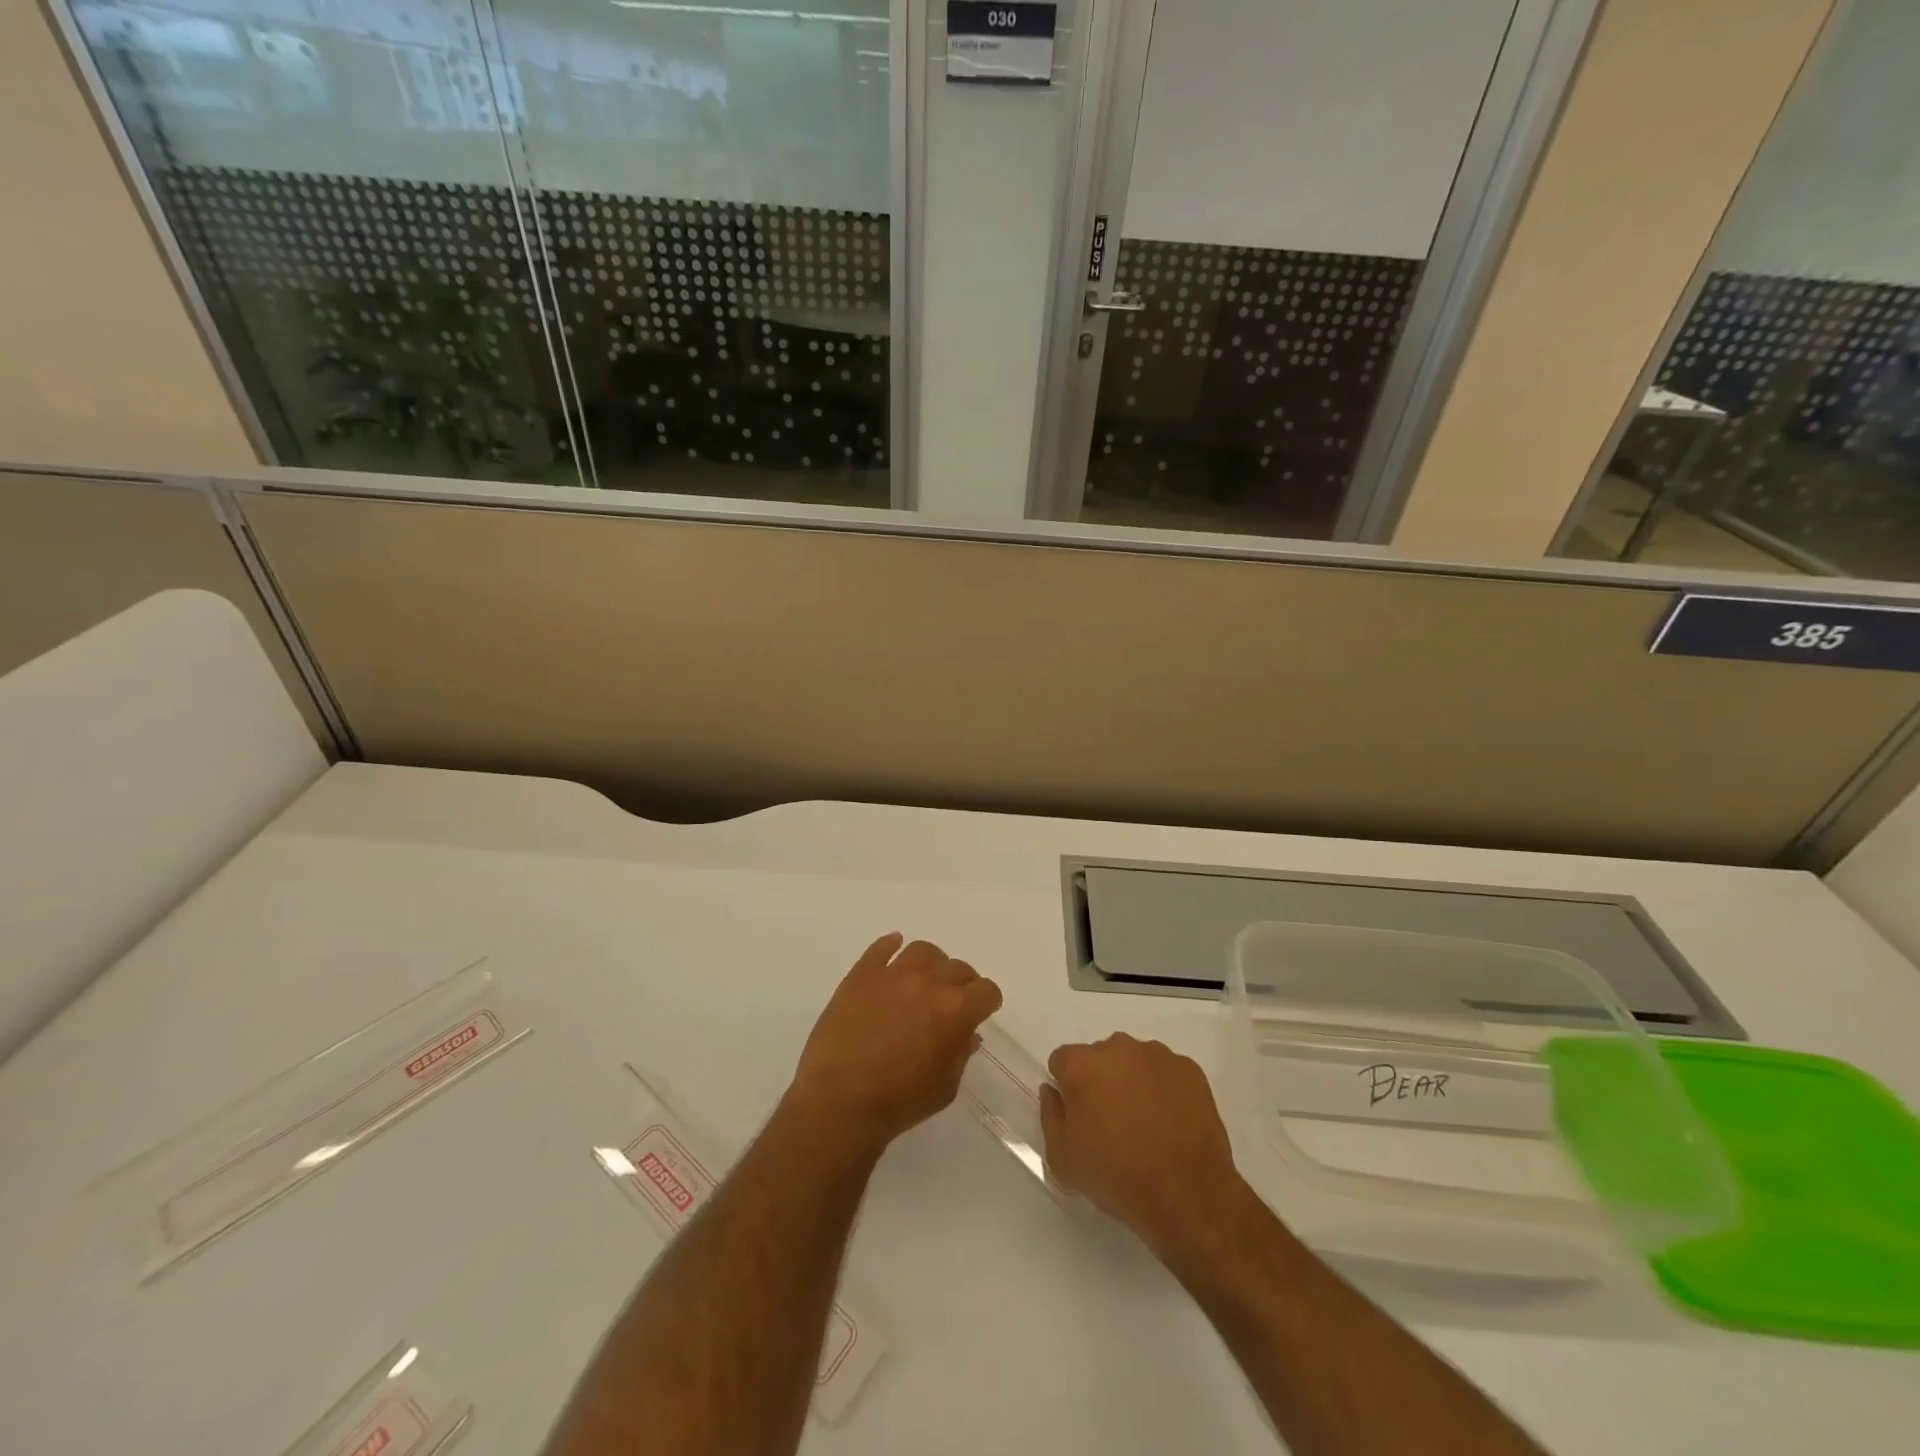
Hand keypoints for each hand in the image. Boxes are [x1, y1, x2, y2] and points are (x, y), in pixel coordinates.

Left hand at [789, 934, 1002, 1155]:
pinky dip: (890, 946)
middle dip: (962, 984)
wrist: (839, 1101)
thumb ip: (960, 1054)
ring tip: (924, 980)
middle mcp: (928, 982)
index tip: (980, 1012)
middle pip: (958, 968)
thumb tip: (967, 1034)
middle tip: (951, 1003)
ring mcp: (892, 974)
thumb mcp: (944, 1088)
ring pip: (923, 950)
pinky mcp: (861, 974)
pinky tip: (893, 951)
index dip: (987, 1002)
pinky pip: (881, 948)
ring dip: (931, 964)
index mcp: (955, 1010)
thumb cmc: (898, 1102)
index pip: (986, 990)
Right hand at [1041, 1034, 1244, 1258]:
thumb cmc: (1118, 1178)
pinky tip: (1170, 1123)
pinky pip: (1165, 1072)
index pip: (1062, 1061)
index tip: (1080, 1117)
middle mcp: (1117, 1048)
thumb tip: (1053, 1091)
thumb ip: (1050, 1115)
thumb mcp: (1064, 1160)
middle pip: (1099, 1057)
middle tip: (1112, 1123)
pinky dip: (1163, 1089)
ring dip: (1132, 1082)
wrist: (1188, 1196)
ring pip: (1133, 1061)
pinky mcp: (1188, 1068)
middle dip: (1100, 1082)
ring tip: (1146, 1125)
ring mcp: (1156, 1055)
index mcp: (1082, 1065)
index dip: (1067, 1088)